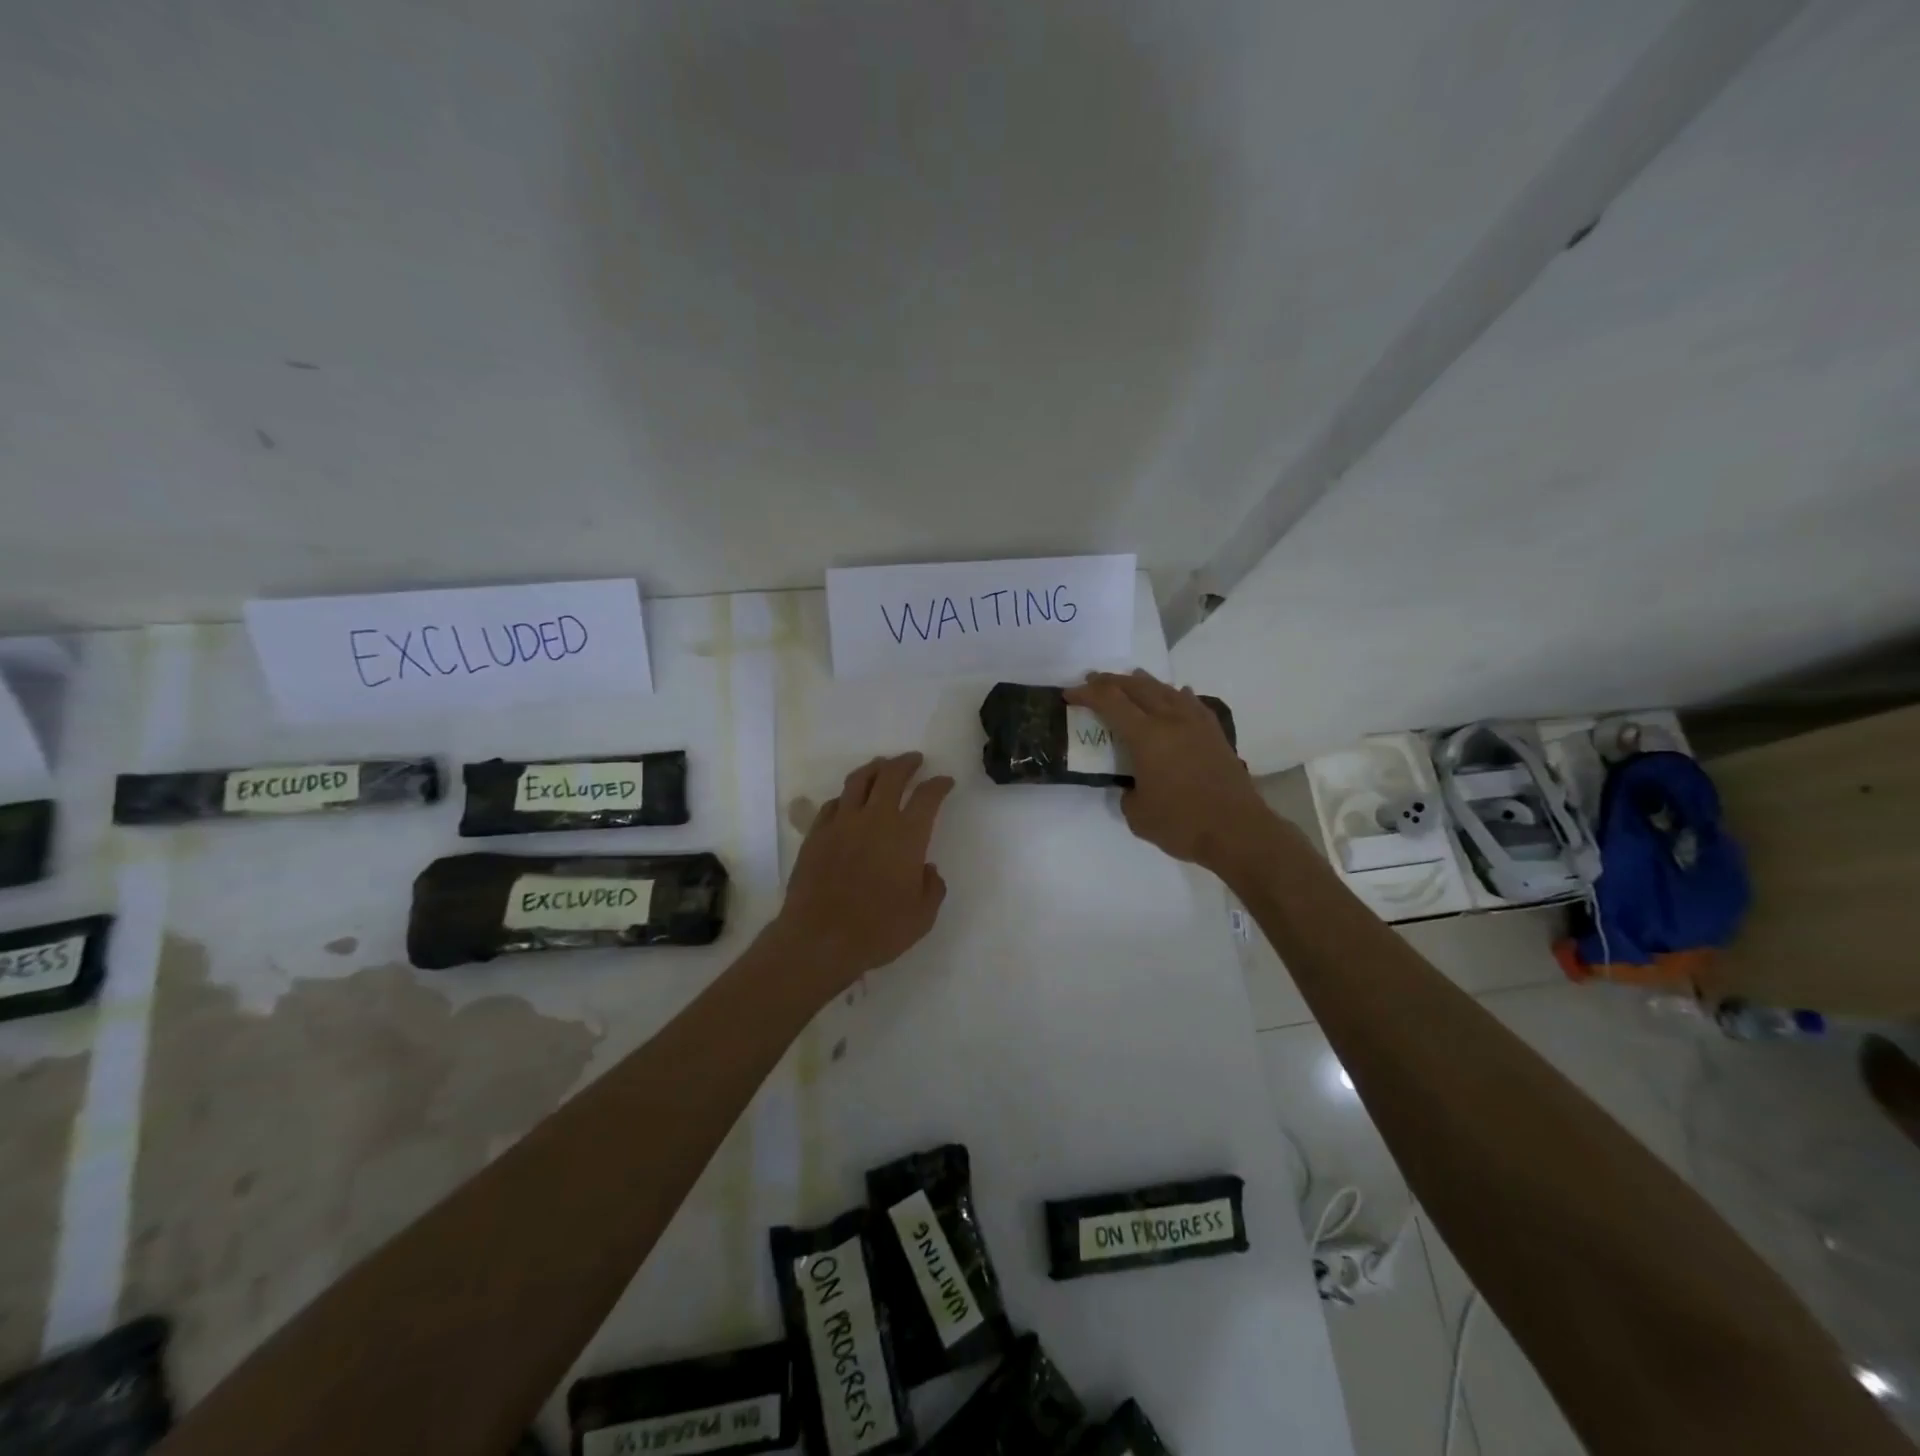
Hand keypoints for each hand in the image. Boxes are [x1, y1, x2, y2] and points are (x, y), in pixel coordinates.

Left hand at [771, 753, 954, 995]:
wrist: (819, 939)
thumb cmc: (878, 930)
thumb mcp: (922, 917)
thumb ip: (932, 888)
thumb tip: (928, 869)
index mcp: (907, 835)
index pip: (928, 797)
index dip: (939, 785)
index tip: (945, 781)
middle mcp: (875, 819)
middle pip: (891, 776)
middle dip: (906, 763)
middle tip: (914, 760)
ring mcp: (841, 823)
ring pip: (859, 781)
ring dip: (874, 768)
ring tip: (882, 766)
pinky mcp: (816, 834)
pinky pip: (833, 804)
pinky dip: (846, 797)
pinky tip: (848, 801)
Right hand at [1064, 670, 1275, 874]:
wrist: (1238, 831)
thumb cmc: (1182, 824)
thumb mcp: (1138, 814)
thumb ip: (1128, 793)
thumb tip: (1134, 785)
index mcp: (1146, 736)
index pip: (1110, 702)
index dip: (1086, 694)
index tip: (1069, 694)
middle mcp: (1171, 719)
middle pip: (1136, 687)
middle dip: (1110, 681)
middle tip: (1092, 681)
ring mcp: (1197, 723)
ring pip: (1166, 690)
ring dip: (1143, 683)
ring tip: (1130, 679)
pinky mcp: (1215, 733)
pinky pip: (1191, 703)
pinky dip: (1176, 695)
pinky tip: (1177, 694)